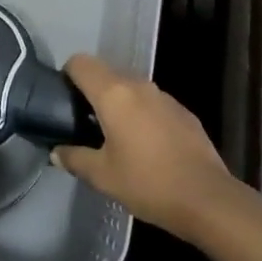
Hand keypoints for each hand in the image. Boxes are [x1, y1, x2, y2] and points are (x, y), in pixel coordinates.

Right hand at [54, 54, 240, 240]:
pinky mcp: (181, 110)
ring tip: (113, 136)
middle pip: (105, 72)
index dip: (67, 75)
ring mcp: (163, 95)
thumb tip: (56, 151)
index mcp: (113, 93)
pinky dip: (140, 113)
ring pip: (129, 86)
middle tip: (83, 123)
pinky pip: (151, 101)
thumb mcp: (102, 176)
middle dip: (91, 91)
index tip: (63, 100)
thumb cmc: (147, 183)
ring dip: (117, 102)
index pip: (81, 62)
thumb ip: (74, 158)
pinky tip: (144, 145)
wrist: (206, 197)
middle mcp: (138, 84)